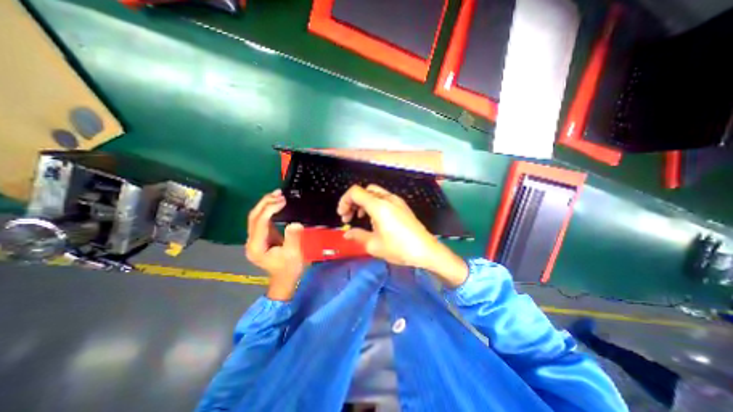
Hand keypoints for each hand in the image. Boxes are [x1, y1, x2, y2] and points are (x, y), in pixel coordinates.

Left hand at [244, 188, 304, 298]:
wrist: (284, 279)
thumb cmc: (289, 268)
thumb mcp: (293, 254)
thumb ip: (293, 238)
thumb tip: (295, 223)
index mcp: (257, 246)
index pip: (260, 222)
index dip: (270, 209)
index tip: (283, 200)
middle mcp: (251, 241)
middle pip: (253, 217)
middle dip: (265, 203)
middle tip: (279, 193)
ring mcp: (255, 239)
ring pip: (255, 217)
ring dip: (265, 204)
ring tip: (278, 194)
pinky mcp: (261, 237)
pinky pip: (261, 220)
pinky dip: (268, 210)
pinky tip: (276, 204)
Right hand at [339, 185, 468, 287]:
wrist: (426, 250)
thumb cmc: (399, 248)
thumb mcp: (374, 245)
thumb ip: (357, 236)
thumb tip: (347, 233)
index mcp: (379, 205)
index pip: (355, 192)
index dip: (344, 201)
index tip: (342, 215)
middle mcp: (387, 198)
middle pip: (364, 190)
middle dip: (353, 202)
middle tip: (349, 217)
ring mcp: (396, 201)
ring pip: (374, 193)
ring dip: (363, 202)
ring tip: (361, 218)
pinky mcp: (402, 206)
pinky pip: (383, 198)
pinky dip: (374, 204)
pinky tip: (375, 219)